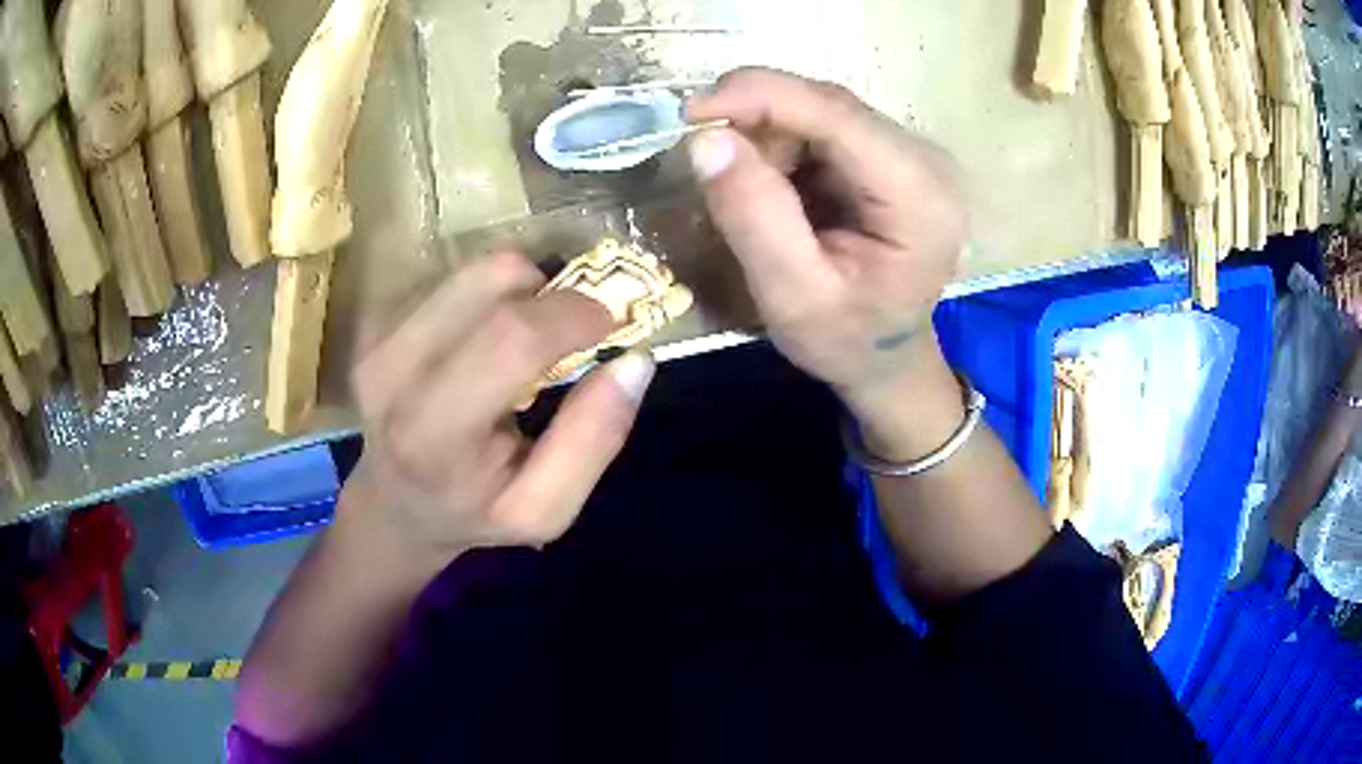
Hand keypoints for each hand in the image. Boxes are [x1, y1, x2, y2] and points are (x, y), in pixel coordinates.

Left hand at [341, 251, 654, 559]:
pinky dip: (484, 296)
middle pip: (493, 278)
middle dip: (549, 291)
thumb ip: (594, 441)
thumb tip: (635, 362)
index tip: (607, 324)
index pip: (512, 337)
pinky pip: (452, 275)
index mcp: (434, 431)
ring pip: (475, 267)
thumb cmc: (471, 511)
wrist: (391, 504)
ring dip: (516, 292)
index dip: (573, 315)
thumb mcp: (544, 509)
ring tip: (517, 340)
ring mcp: (376, 334)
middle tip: (565, 331)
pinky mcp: (373, 316)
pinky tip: (478, 341)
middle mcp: (392, 368)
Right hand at [686, 68, 968, 456]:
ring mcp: (912, 152)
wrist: (887, 358)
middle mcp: (926, 159)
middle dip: (758, 122)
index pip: (835, 114)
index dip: (759, 95)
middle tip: (714, 167)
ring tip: (756, 196)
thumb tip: (706, 138)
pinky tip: (779, 189)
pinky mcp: (891, 153)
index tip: (688, 113)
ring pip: (820, 110)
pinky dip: (784, 145)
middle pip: (827, 105)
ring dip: (769, 137)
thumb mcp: (792, 297)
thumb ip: (754, 217)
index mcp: (918, 195)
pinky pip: (823, 125)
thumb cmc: (846, 340)